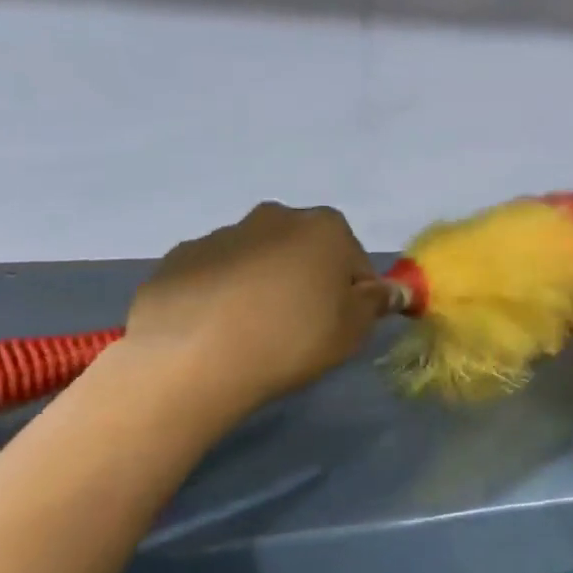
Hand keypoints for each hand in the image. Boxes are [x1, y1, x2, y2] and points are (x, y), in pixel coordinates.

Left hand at [124, 203, 389, 417]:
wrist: (194, 356)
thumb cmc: (292, 338)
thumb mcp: (353, 330)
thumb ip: (376, 303)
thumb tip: (392, 290)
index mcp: (325, 228)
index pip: (356, 261)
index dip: (354, 295)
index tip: (341, 326)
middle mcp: (275, 217)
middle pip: (306, 251)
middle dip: (308, 281)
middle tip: (301, 329)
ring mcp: (222, 234)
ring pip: (259, 259)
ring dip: (264, 285)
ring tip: (254, 333)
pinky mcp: (180, 257)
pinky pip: (217, 274)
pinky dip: (223, 293)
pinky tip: (218, 330)